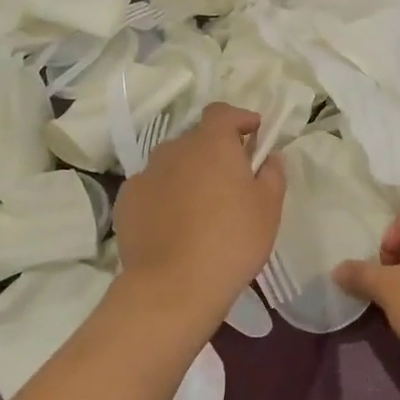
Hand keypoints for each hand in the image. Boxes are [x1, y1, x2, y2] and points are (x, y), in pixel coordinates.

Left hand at [113, 103, 284, 322]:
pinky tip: (174, 226)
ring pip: (172, 164)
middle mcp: (174, 149)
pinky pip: (152, 189)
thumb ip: (272, 174)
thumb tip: (269, 156)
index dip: (239, 119)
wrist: (172, 287)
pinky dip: (165, 197)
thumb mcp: (269, 208)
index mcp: (211, 143)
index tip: (254, 134)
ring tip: (201, 208)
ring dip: (188, 175)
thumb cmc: (231, 241)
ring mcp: (145, 174)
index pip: (222, 112)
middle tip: (231, 182)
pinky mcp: (126, 201)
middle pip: (196, 140)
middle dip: (215, 152)